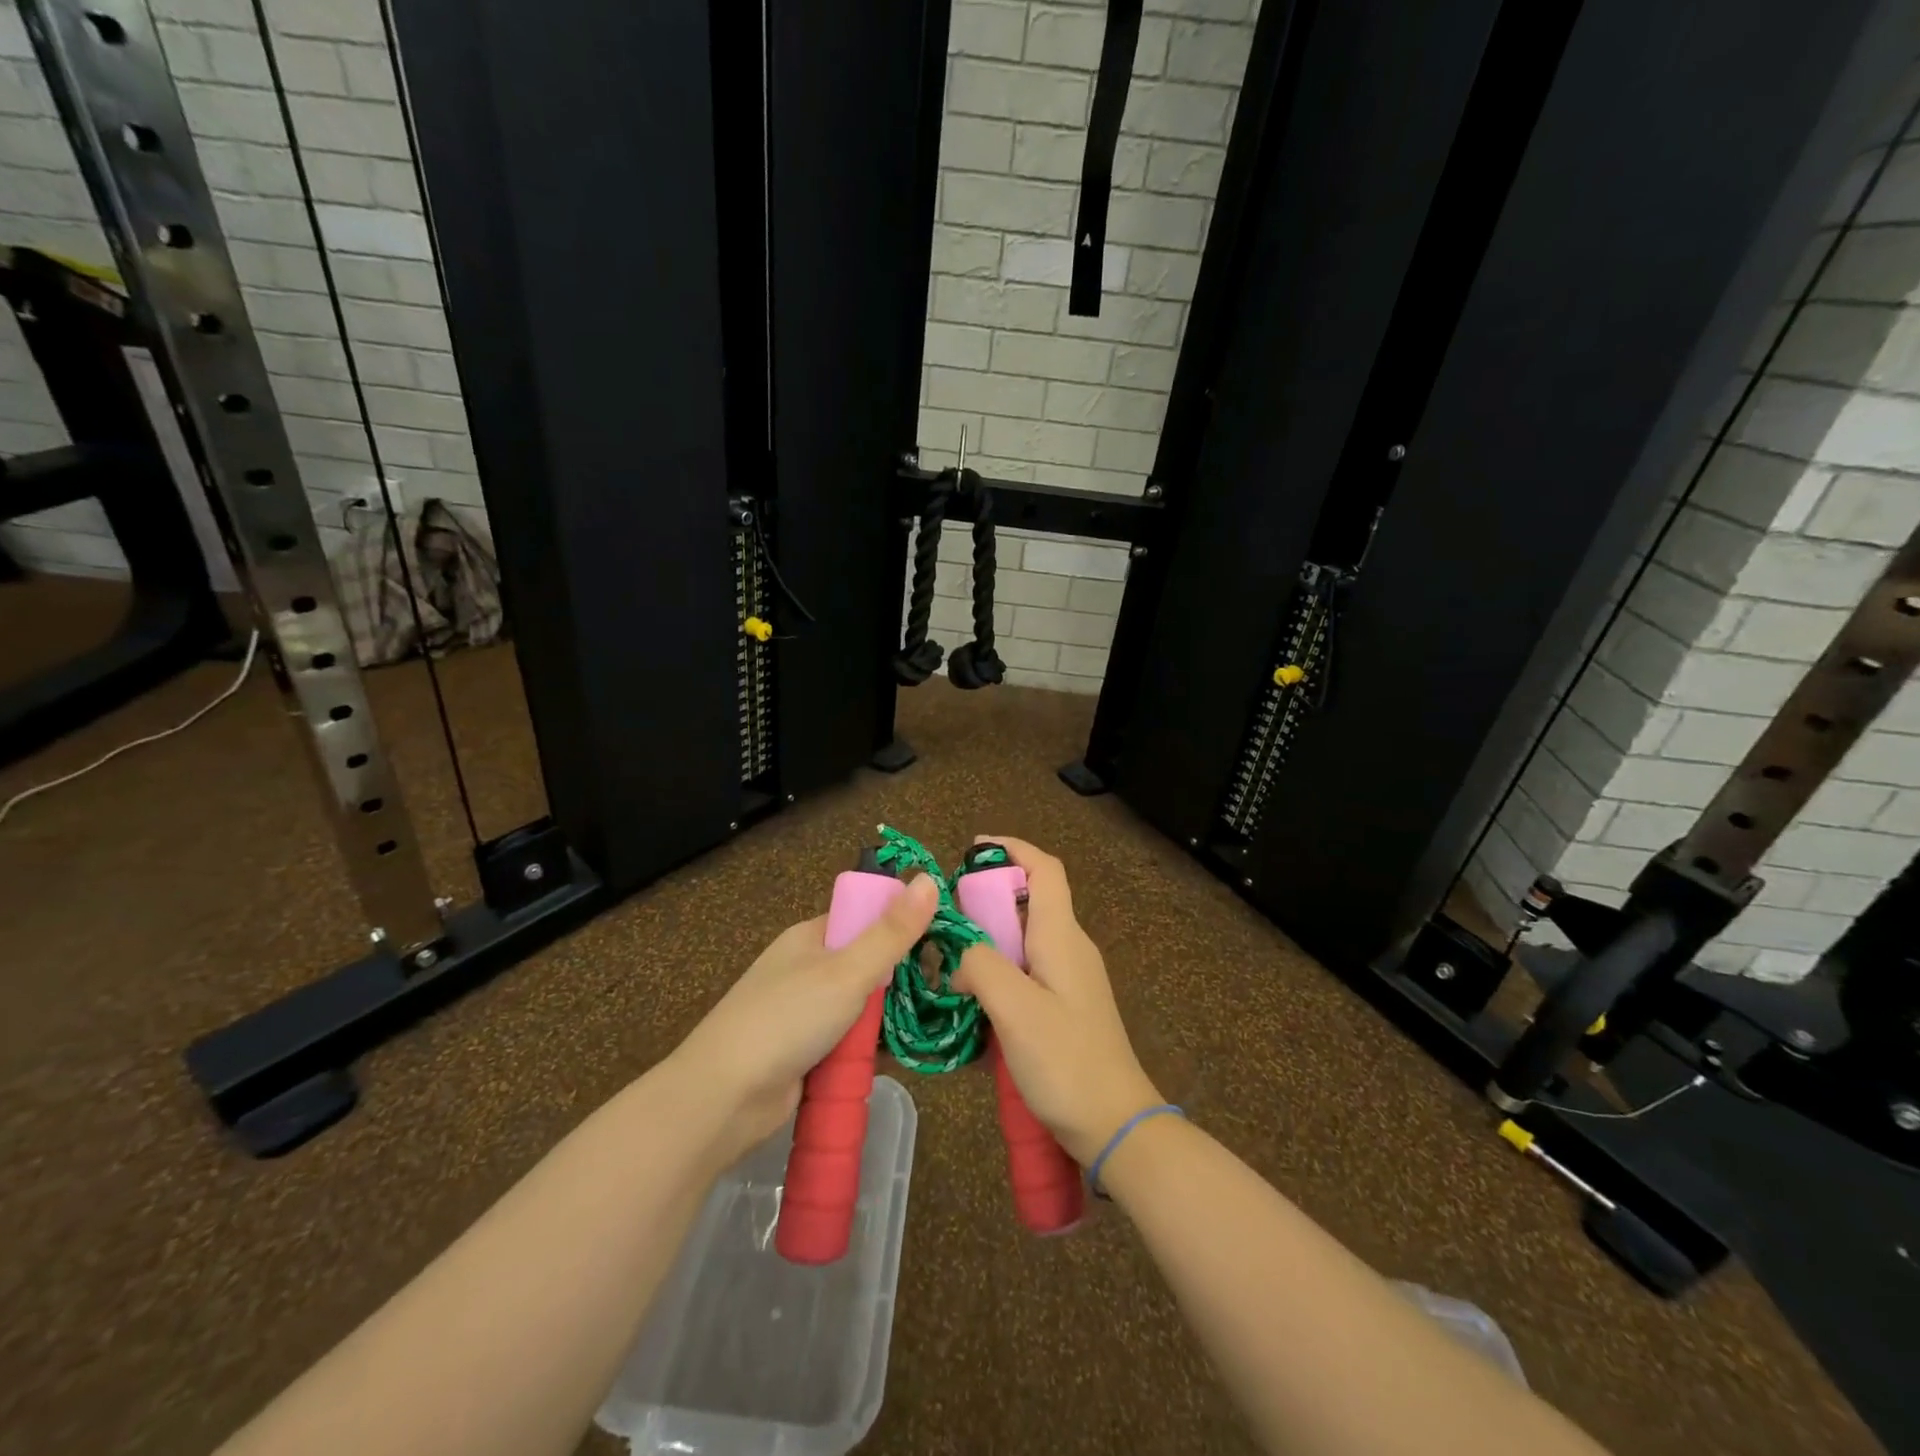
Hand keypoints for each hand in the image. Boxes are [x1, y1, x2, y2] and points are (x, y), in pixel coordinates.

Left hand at [670, 874, 938, 1163]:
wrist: (723, 1099)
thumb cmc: (787, 1019)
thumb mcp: (847, 971)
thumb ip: (891, 931)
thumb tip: (927, 878)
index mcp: (811, 936)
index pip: (865, 917)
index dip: (901, 925)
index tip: (941, 942)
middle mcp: (806, 967)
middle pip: (866, 963)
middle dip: (896, 980)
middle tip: (938, 991)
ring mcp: (803, 1011)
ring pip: (859, 1005)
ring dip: (883, 1019)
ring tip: (923, 1025)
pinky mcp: (804, 1051)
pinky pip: (847, 1040)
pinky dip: (866, 1048)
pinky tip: (893, 1056)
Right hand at [954, 836, 1160, 1164]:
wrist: (1115, 1124)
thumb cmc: (1067, 1061)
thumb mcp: (1016, 1009)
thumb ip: (981, 966)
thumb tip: (957, 953)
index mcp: (1061, 935)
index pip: (1044, 869)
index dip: (1011, 848)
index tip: (971, 849)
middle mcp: (1069, 947)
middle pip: (1028, 901)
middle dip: (986, 899)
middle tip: (944, 918)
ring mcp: (1070, 977)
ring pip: (1023, 938)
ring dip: (987, 939)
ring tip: (947, 961)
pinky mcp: (1065, 1005)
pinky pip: (1026, 970)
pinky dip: (997, 971)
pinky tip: (972, 1000)